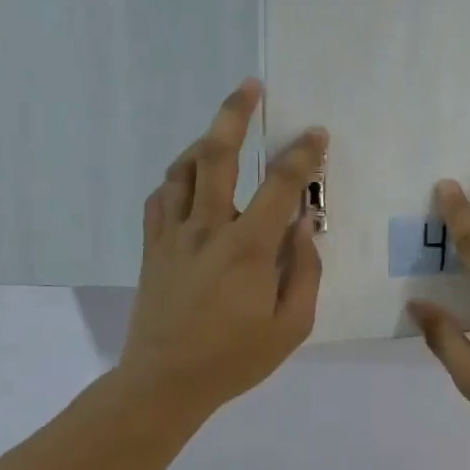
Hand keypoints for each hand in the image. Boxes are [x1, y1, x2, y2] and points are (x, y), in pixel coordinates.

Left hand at [118, 80, 327, 420]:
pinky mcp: (152, 247)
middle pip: (217, 156)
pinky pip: (160, 197)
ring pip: (183, 169)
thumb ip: (305, 271)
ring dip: (205, 141)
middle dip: (235, 115)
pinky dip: (177, 178)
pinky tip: (189, 178)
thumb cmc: (235, 358)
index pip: (280, 185)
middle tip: (250, 86)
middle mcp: (207, 229)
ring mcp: (173, 235)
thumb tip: (305, 225)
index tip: (317, 134)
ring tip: (222, 130)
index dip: (302, 154)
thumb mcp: (292, 326)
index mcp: (247, 248)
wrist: (163, 383)